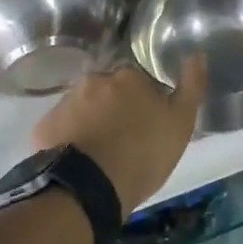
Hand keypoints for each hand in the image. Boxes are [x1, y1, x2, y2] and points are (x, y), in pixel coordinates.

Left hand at [32, 61, 206, 216]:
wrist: (90, 190)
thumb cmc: (143, 154)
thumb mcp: (180, 123)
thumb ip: (191, 85)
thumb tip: (198, 53)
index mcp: (128, 76)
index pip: (136, 80)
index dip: (142, 101)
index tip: (145, 123)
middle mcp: (94, 80)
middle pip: (107, 90)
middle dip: (113, 107)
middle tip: (121, 138)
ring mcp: (66, 102)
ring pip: (82, 107)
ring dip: (90, 121)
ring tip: (98, 152)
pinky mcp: (44, 127)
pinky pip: (60, 127)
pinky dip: (68, 138)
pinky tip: (76, 159)